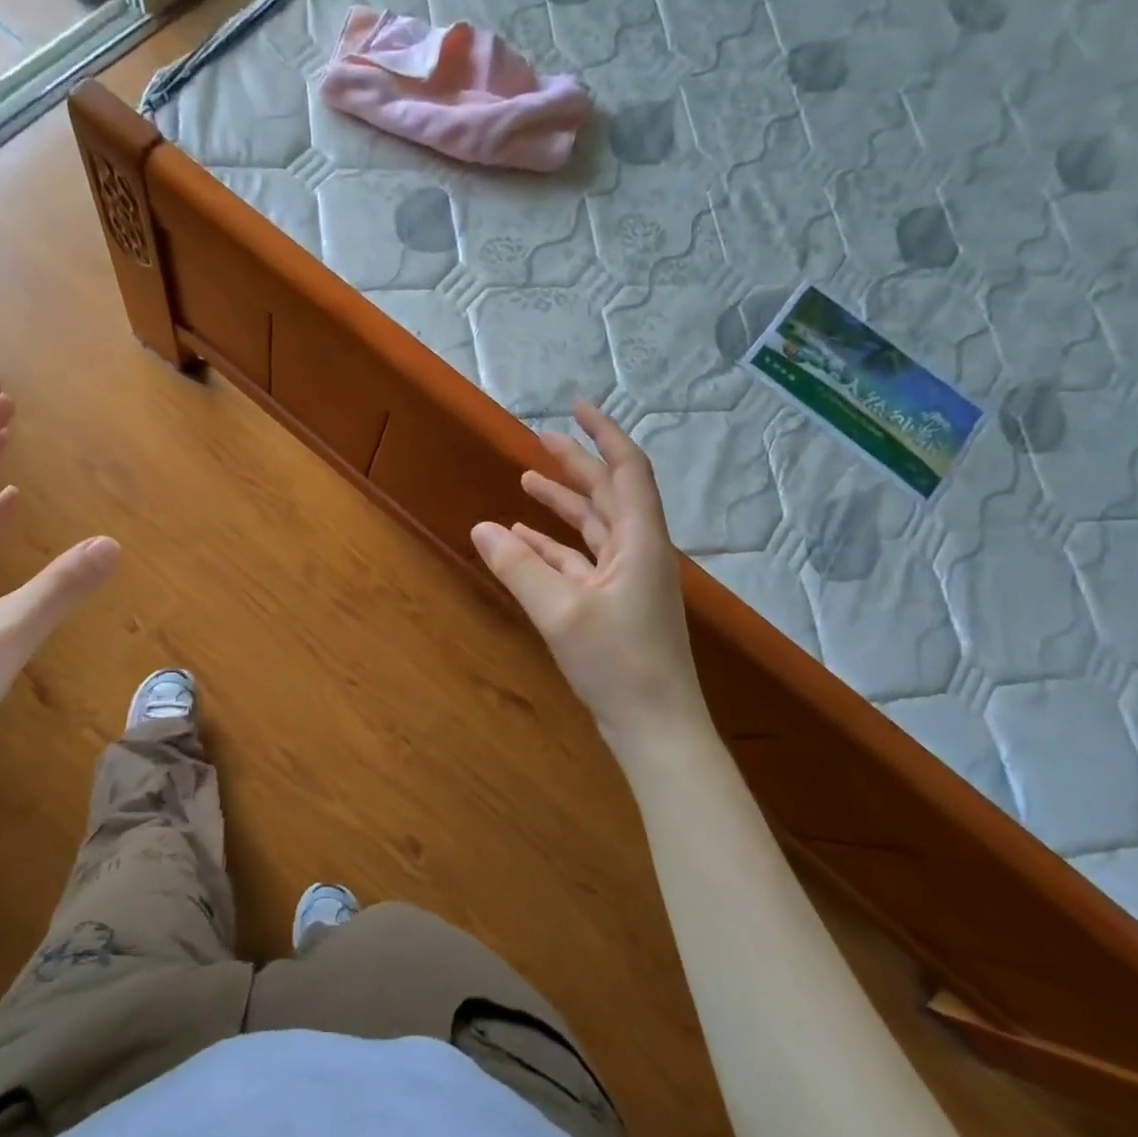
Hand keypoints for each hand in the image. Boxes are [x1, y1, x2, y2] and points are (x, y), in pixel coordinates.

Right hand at [470, 400, 700, 747]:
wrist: (657, 729)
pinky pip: (580, 562)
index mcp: (639, 541)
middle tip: (539, 439)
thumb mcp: (560, 612)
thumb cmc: (619, 665)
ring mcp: (627, 579)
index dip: (604, 434)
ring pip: (592, 528)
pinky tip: (522, 541)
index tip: (576, 407)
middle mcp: (637, 551)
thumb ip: (519, 568)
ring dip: (562, 505)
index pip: (626, 470)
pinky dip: (552, 548)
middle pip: (607, 494)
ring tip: (526, 482)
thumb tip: (480, 528)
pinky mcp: (614, 604)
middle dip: (575, 465)